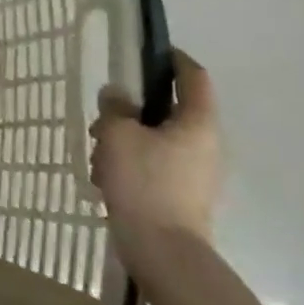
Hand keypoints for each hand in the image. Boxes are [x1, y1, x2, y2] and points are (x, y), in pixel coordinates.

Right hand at [90, 49, 221, 254]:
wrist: (163, 252)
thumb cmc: (143, 183)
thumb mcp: (117, 135)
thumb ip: (115, 108)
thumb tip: (118, 96)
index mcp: (197, 122)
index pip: (193, 76)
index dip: (173, 59)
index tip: (150, 52)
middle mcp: (206, 144)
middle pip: (169, 111)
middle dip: (133, 111)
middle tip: (103, 119)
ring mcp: (197, 173)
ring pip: (158, 141)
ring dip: (127, 141)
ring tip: (98, 157)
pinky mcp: (184, 196)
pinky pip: (156, 167)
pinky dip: (132, 165)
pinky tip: (107, 181)